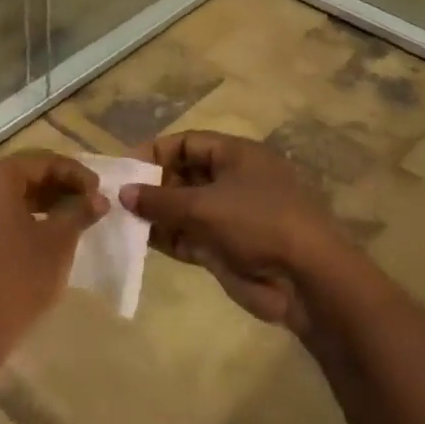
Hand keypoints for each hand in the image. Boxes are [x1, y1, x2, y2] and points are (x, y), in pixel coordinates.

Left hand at [0, 150, 105, 373]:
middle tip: (92, 202)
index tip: (101, 191)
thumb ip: (78, 211)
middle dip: (61, 186)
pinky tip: (50, 234)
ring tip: (77, 218)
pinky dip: (28, 217)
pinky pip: (1, 214)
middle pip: (26, 175)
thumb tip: (99, 198)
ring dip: (46, 202)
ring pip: (14, 195)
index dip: (75, 174)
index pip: (42, 161)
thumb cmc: (17, 278)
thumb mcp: (57, 241)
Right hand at [122, 132, 353, 335]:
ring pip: (184, 209)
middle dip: (152, 186)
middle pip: (184, 175)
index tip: (125, 167)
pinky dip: (166, 237)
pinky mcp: (226, 248)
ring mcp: (230, 216)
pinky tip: (138, 241)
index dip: (155, 152)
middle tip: (117, 197)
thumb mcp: (205, 206)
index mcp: (237, 156)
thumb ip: (160, 199)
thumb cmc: (259, 223)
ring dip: (155, 214)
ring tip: (120, 220)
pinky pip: (189, 236)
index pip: (188, 143)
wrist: (307, 280)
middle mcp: (233, 181)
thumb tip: (124, 192)